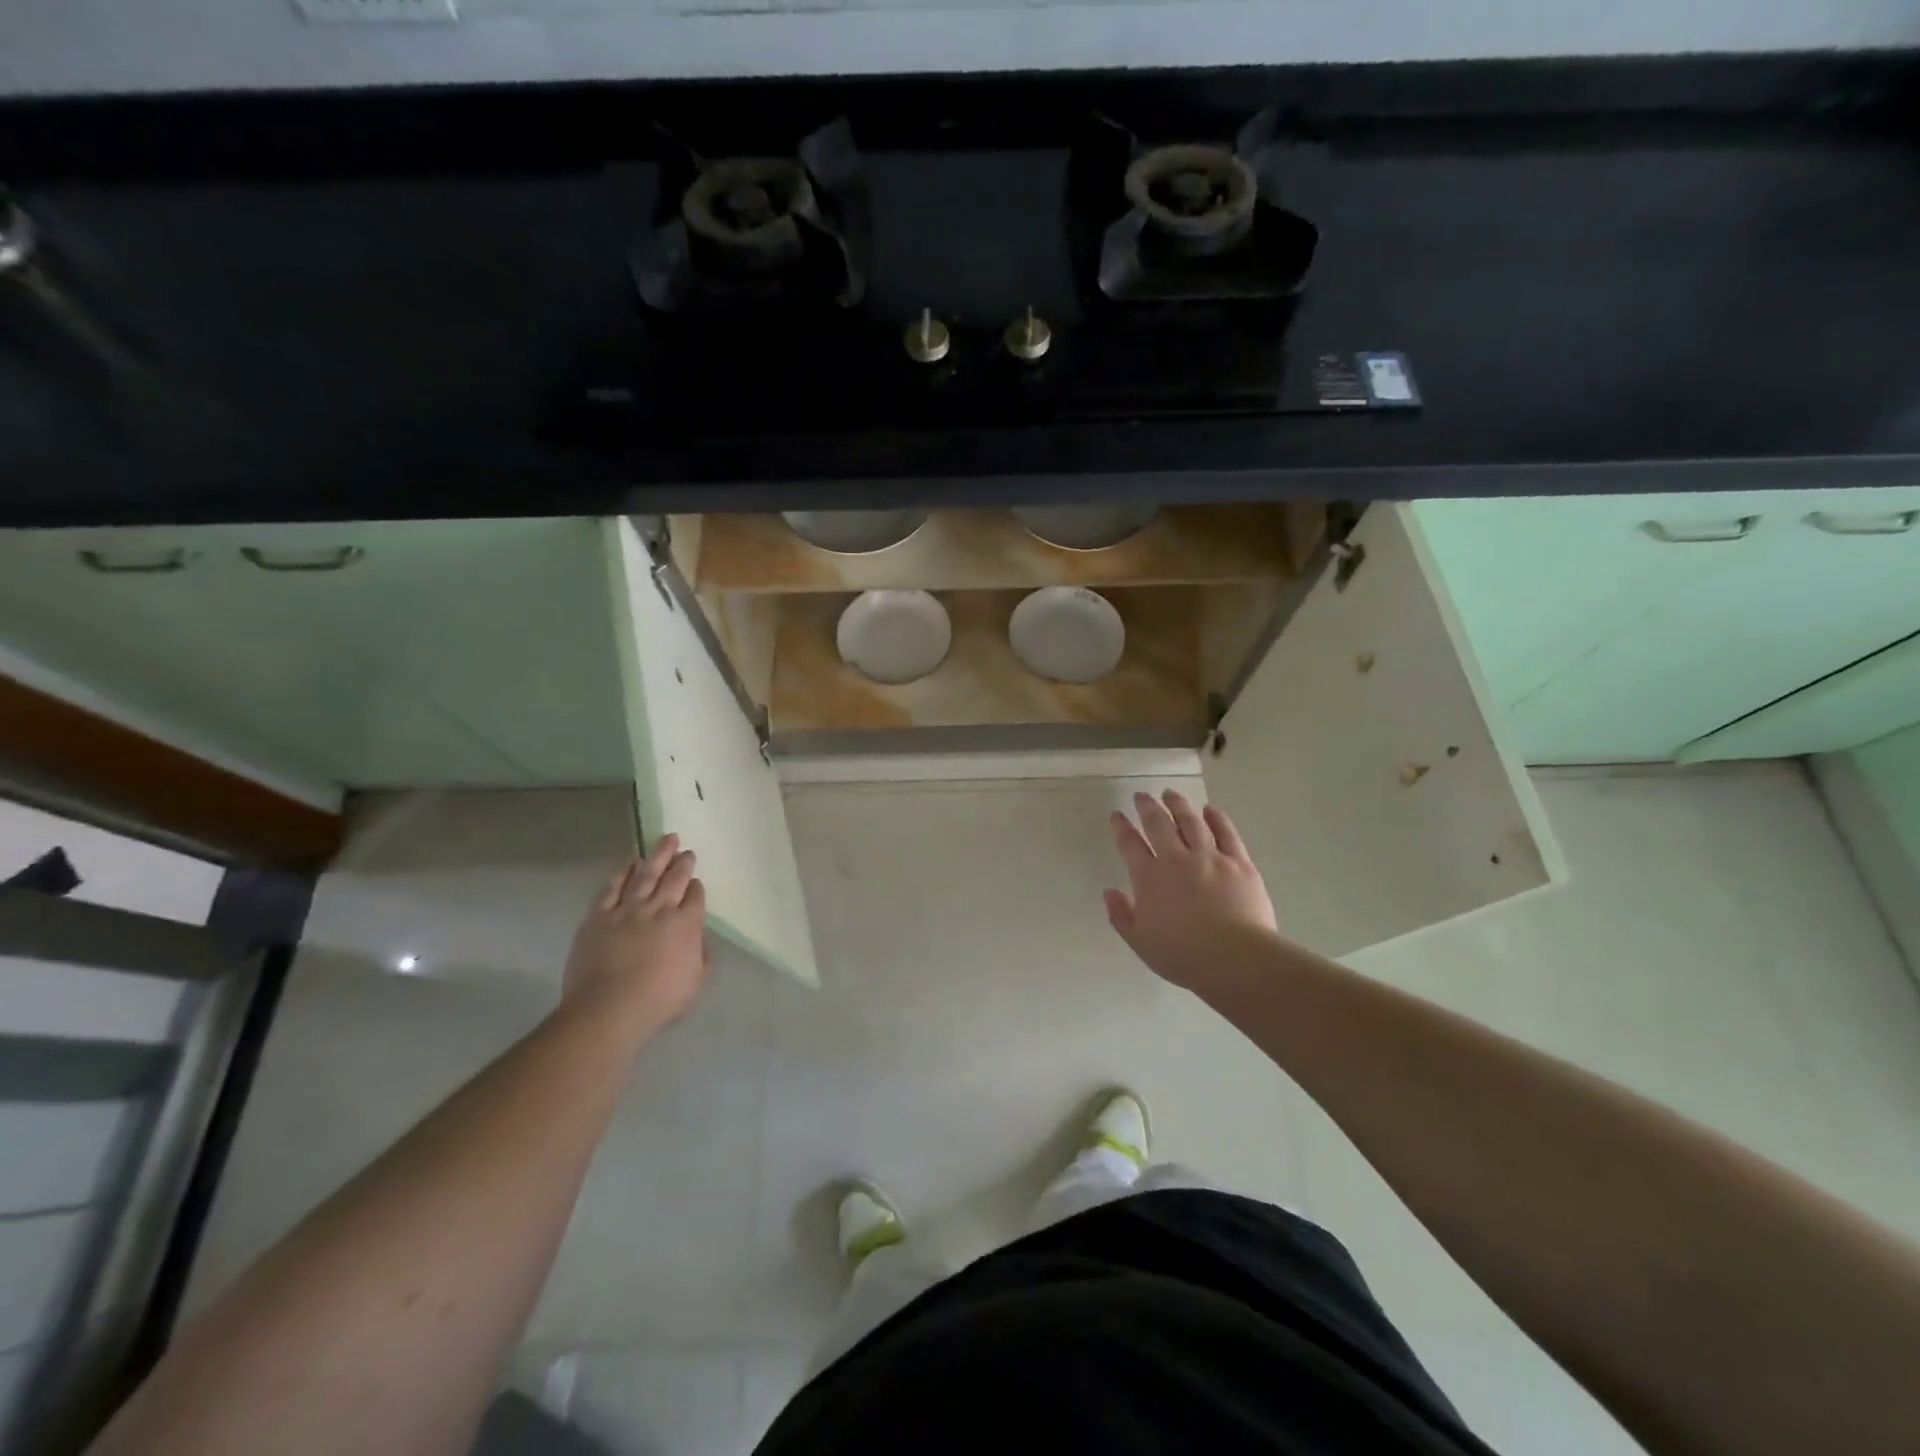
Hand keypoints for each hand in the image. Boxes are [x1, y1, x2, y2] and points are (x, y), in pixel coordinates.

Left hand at [564, 834, 710, 1035]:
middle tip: (686, 850)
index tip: (695, 882)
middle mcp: (660, 909)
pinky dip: (622, 872)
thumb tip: (698, 938)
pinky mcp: (599, 916)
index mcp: (686, 924)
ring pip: (646, 874)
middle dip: (682, 863)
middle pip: (674, 879)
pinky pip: (613, 887)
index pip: (695, 897)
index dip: (696, 888)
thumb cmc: (658, 1000)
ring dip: (658, 856)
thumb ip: (702, 955)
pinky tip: (630, 862)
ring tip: (666, 840)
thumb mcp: (696, 982)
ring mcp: (628, 909)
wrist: (608, 1008)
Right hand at [1105, 790, 1279, 995]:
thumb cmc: (1183, 955)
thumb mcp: (1140, 942)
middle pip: (1159, 824)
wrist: (1235, 958)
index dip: (1121, 828)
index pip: (1130, 844)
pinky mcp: (1239, 862)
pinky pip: (1226, 833)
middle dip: (1147, 807)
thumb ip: (1121, 915)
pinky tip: (1210, 810)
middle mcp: (1177, 859)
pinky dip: (1217, 818)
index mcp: (1150, 877)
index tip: (1116, 815)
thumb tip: (1110, 892)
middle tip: (1141, 796)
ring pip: (1191, 822)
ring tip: (1170, 793)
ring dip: (1178, 805)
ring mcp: (1210, 857)